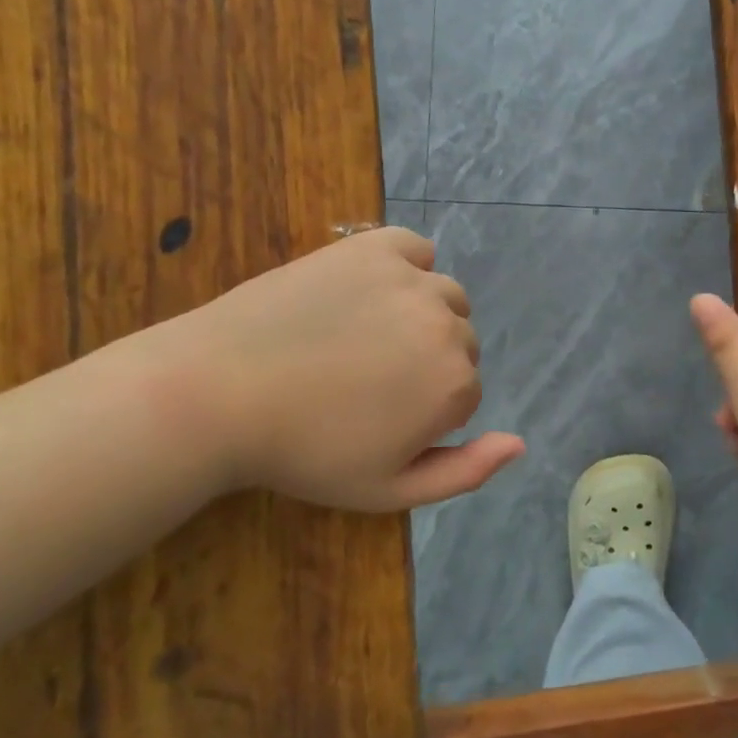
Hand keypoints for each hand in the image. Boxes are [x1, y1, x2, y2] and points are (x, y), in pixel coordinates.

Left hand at [125, 227, 523, 511]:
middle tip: (365, 379)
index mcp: (454, 385)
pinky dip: (406, 266)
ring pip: (445, 296)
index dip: (425, 411)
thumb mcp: (388, 489)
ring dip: (421, 315)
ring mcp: (411, 280)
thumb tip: (521, 443)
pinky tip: (371, 290)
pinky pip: (415, 249)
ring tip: (364, 336)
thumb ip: (465, 471)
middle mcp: (447, 325)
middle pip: (461, 342)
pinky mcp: (373, 248)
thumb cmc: (304, 451)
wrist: (217, 393)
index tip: (377, 419)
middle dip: (427, 362)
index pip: (466, 392)